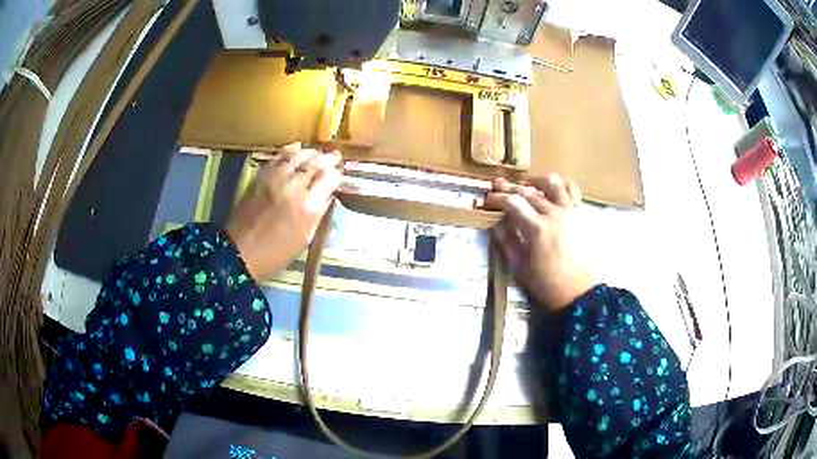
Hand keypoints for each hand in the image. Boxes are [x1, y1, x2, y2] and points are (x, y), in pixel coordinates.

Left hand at [226, 143, 341, 280]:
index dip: (336, 175)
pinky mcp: (261, 177)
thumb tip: (327, 195)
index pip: (329, 179)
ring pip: (297, 156)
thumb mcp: (305, 239)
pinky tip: (296, 148)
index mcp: (308, 207)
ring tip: (316, 154)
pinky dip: (289, 150)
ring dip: (309, 153)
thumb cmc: (276, 253)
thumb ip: (318, 214)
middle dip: (326, 160)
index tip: (338, 176)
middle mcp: (294, 188)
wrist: (240, 252)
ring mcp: (275, 179)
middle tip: (333, 158)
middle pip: (315, 163)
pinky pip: (278, 157)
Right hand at [484, 175, 592, 310]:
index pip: (512, 203)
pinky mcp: (583, 214)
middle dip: (511, 187)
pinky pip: (573, 190)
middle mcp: (554, 214)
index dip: (497, 198)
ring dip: (536, 180)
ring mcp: (571, 211)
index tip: (488, 199)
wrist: (581, 293)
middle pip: (529, 191)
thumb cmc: (548, 285)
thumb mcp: (521, 268)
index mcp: (536, 229)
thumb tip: (497, 224)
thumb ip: (508, 243)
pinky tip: (553, 191)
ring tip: (528, 185)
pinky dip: (561, 186)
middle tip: (499, 186)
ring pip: (552, 183)